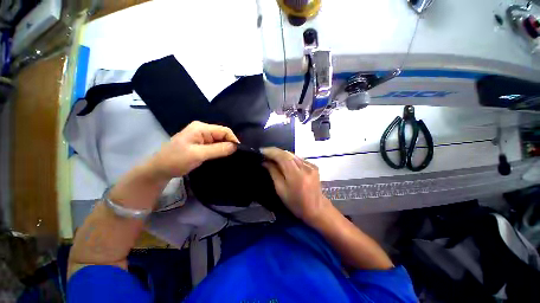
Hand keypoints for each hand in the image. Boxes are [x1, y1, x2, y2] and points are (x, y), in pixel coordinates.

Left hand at [149, 121, 238, 179]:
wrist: (159, 169)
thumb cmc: (176, 160)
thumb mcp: (198, 154)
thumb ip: (218, 149)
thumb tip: (235, 146)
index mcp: (201, 128)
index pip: (224, 130)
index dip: (233, 139)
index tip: (239, 151)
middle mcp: (202, 130)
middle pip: (222, 135)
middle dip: (229, 144)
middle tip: (235, 156)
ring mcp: (201, 137)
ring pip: (219, 141)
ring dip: (225, 148)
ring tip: (230, 157)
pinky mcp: (200, 144)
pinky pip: (214, 145)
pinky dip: (219, 151)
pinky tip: (222, 157)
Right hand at [261, 147, 332, 223]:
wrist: (316, 209)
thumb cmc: (296, 203)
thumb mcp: (281, 190)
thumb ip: (273, 173)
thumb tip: (265, 162)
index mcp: (296, 176)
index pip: (283, 157)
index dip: (271, 152)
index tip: (262, 151)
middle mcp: (305, 167)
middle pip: (288, 154)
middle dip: (275, 152)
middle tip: (265, 153)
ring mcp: (311, 166)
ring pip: (293, 155)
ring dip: (282, 154)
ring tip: (272, 156)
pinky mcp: (314, 166)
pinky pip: (298, 158)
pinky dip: (289, 158)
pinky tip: (284, 161)